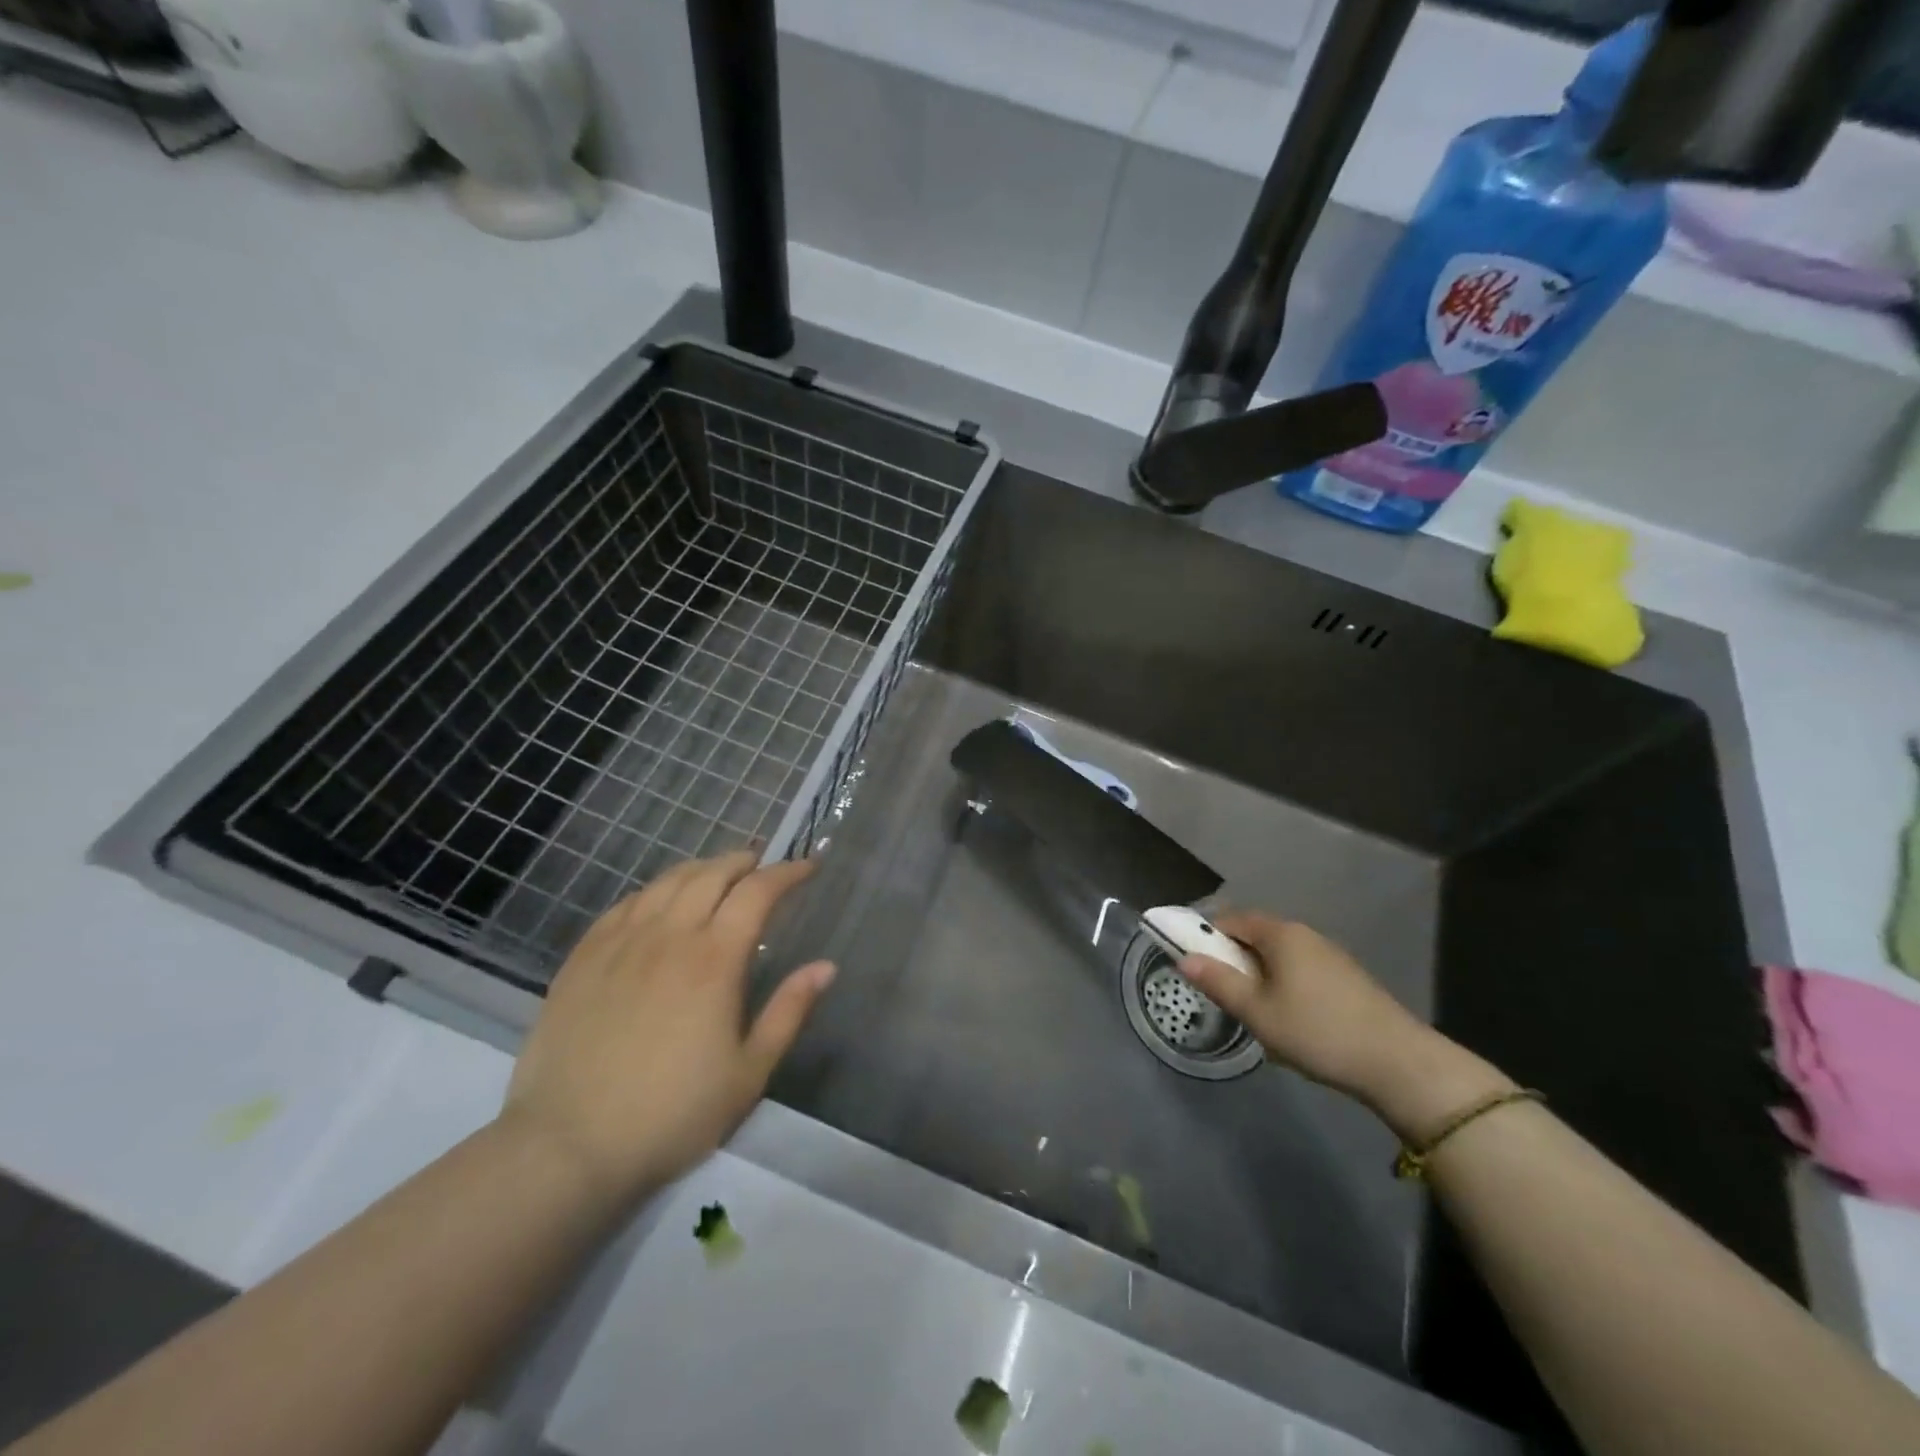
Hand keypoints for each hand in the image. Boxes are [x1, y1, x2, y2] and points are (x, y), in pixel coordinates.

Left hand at [500, 851, 834, 1211]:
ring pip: (667, 882)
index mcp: (715, 959)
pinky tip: (659, 903)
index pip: (758, 892)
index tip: (808, 867)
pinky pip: (625, 904)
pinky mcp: (583, 958)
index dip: (787, 872)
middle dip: (744, 862)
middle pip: (711, 874)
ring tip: (717, 875)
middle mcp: (669, 936)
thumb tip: (826, 966)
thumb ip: (789, 1012)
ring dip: (701, 869)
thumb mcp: (749, 1073)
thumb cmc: (673, 1114)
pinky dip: (655, 891)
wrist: (568, 1147)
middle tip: (763, 866)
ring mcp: (620, 943)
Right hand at [1178, 911, 1510, 1139]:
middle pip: (1255, 936)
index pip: (1230, 920)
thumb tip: (1184, 958)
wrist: (1399, 1063)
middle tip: (1227, 998)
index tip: (1197, 967)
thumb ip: (1218, 982)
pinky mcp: (1346, 978)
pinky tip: (1292, 1024)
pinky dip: (1285, 987)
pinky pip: (1301, 971)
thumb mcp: (1257, 1012)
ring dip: (1260, 978)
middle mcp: (1304, 934)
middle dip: (1235, 962)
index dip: (1207, 937)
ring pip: (1279, 957)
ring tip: (1259, 1016)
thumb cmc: (1317, 1031)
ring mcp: (1329, 955)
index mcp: (1280, 933)